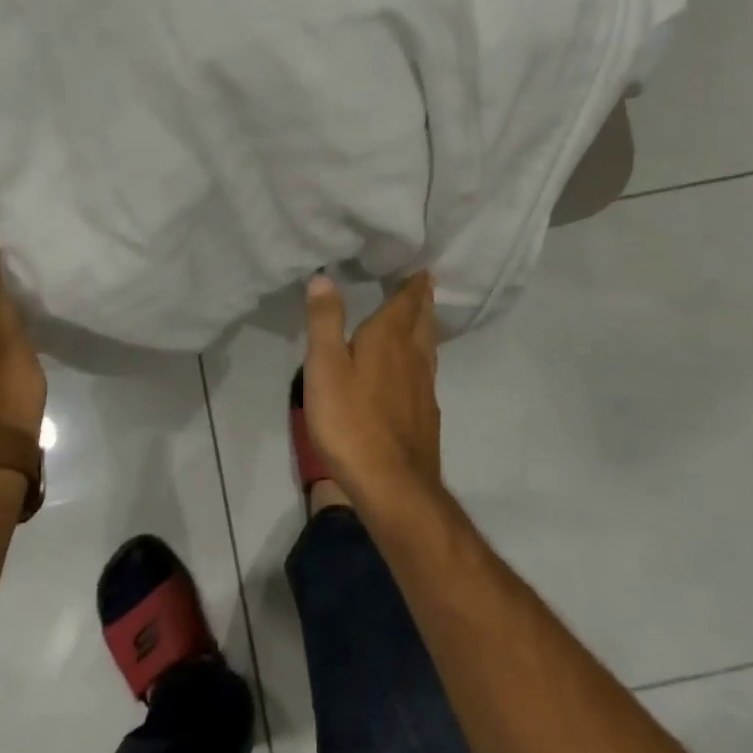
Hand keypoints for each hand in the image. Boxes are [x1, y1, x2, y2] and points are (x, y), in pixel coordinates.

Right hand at [301, 271, 440, 496]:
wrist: (392, 484)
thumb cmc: (350, 420)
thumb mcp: (325, 366)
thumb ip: (325, 321)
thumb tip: (324, 277)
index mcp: (388, 339)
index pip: (406, 303)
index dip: (413, 285)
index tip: (423, 269)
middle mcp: (413, 357)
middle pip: (422, 322)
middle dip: (423, 301)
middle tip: (426, 284)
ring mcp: (424, 388)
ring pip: (428, 347)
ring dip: (426, 327)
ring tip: (423, 318)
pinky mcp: (425, 415)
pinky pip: (427, 373)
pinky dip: (423, 358)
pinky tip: (415, 371)